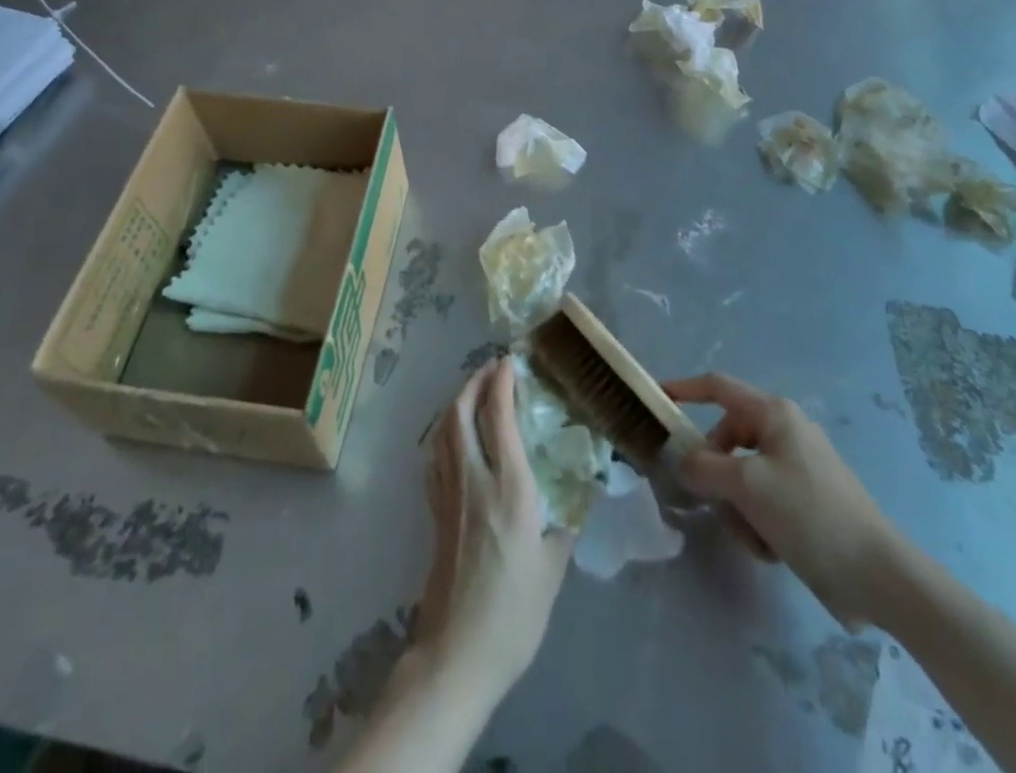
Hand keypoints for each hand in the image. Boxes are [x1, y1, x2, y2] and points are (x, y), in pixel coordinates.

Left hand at [415, 358, 573, 704]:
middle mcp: (473, 479)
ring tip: (474, 390)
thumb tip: (581, 488)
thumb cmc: (514, 613)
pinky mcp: (434, 510)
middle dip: (474, 381)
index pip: (499, 417)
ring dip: (458, 401)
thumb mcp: (553, 568)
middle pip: (462, 412)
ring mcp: (448, 493)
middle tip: (491, 367)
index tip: (511, 361)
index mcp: (508, 488)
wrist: (457, 654)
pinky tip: (454, 434)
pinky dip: (445, 430)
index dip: (502, 382)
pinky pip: (436, 453)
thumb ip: (566, 521)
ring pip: (444, 429)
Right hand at [663, 373, 903, 628]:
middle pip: (728, 439)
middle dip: (716, 474)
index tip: (656, 399)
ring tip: (754, 538)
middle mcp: (786, 430)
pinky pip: (764, 500)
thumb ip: (704, 468)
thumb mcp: (747, 487)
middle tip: (710, 502)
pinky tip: (772, 550)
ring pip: (743, 475)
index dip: (684, 388)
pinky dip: (759, 522)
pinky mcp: (809, 500)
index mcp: (774, 413)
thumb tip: (684, 462)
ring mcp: (799, 465)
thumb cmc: (809, 516)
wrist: (879, 576)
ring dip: (738, 507)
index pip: (717, 386)